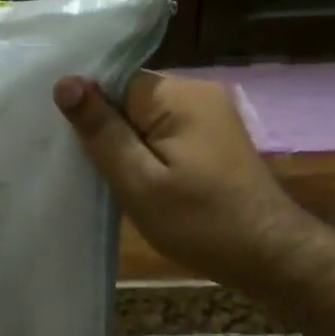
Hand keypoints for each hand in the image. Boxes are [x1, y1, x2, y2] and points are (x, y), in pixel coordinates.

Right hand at [54, 71, 306, 290]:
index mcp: (178, 95)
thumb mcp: (139, 181)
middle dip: (106, 126)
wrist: (270, 256)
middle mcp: (197, 92)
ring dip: (125, 142)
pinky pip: (165, 132)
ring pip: (146, 117)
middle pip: (131, 96)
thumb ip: (102, 131)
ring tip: (102, 173)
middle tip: (80, 162)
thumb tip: (64, 82)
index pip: (116, 79)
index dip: (89, 106)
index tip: (65, 137)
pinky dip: (146, 151)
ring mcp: (210, 115)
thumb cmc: (201, 222)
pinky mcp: (214, 139)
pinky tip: (135, 178)